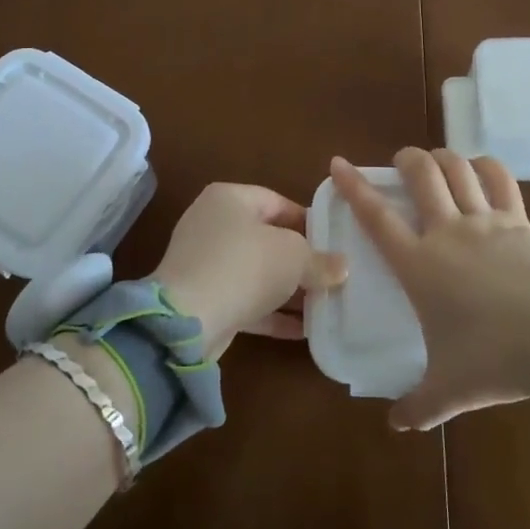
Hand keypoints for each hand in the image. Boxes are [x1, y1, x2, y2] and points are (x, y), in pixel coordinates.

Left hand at [151, 183, 346, 358]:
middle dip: (300, 260)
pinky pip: (246, 299)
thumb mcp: (294, 257)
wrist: (188, 320)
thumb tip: (341, 267)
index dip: (309, 222)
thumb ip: (320, 260)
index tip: (335, 243)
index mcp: (230, 198)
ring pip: (257, 272)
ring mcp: (205, 263)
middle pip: (268, 238)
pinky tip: (304, 329)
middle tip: (332, 275)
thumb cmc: (244, 267)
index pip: (278, 202)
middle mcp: (213, 224)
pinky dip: (272, 311)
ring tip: (324, 304)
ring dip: (288, 289)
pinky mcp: (204, 298)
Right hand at [330, 150, 529, 430]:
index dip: (353, 186)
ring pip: (457, 168)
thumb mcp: (449, 390)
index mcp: (418, 265)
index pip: (376, 217)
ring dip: (442, 157)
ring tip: (437, 161)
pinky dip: (487, 166)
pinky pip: (500, 179)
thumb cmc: (492, 359)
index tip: (338, 163)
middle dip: (406, 160)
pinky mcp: (518, 219)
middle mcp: (446, 231)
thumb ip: (418, 406)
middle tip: (402, 163)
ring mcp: (484, 220)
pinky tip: (481, 168)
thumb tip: (396, 424)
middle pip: (420, 175)